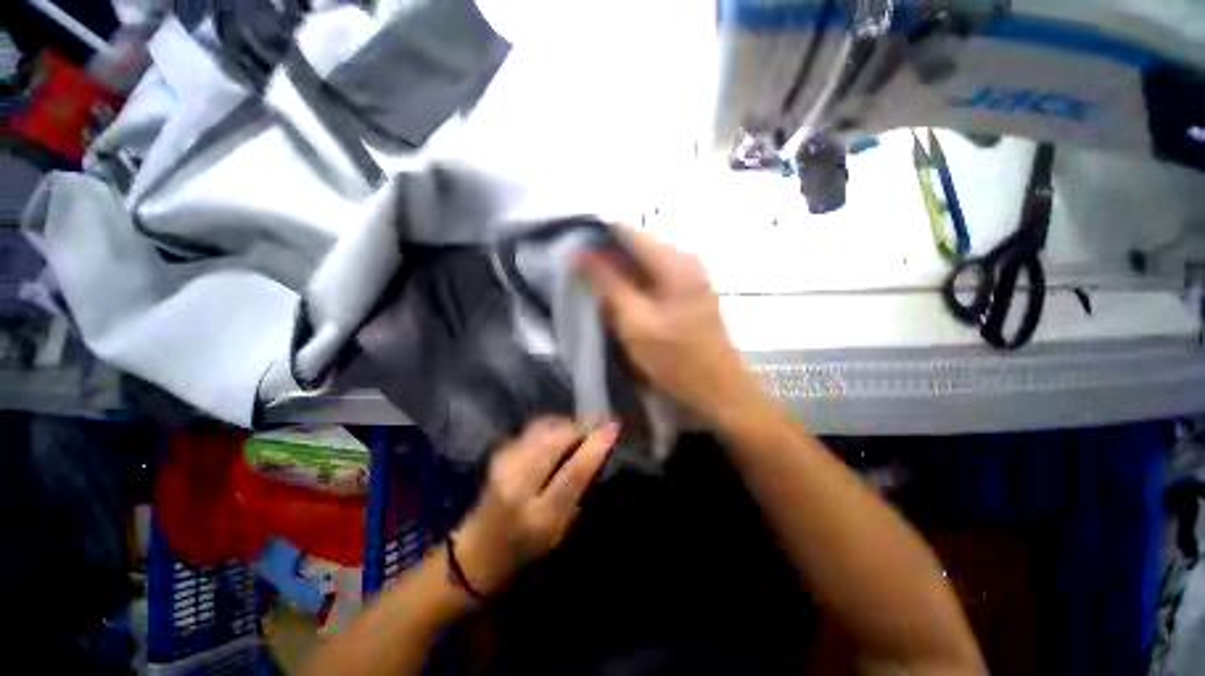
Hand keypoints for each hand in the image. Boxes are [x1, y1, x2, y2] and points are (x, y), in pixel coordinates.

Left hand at [452, 418, 617, 596]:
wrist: (476, 554)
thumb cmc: (524, 551)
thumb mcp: (560, 532)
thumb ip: (578, 493)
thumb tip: (596, 455)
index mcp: (539, 515)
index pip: (574, 472)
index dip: (596, 446)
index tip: (614, 427)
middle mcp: (518, 485)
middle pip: (555, 441)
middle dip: (581, 426)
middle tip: (600, 422)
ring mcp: (504, 466)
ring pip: (542, 430)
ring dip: (566, 424)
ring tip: (582, 426)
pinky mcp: (499, 455)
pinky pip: (531, 430)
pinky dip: (551, 425)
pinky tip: (560, 430)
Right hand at [578, 227, 757, 423]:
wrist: (718, 390)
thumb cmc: (676, 359)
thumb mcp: (635, 321)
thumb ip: (607, 283)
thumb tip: (580, 252)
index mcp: (674, 261)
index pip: (626, 232)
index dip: (596, 240)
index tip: (573, 258)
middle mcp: (685, 259)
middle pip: (635, 247)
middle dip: (607, 262)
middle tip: (584, 284)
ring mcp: (690, 275)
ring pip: (643, 265)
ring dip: (620, 277)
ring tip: (600, 297)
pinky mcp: (690, 291)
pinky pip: (654, 279)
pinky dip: (635, 288)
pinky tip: (623, 306)